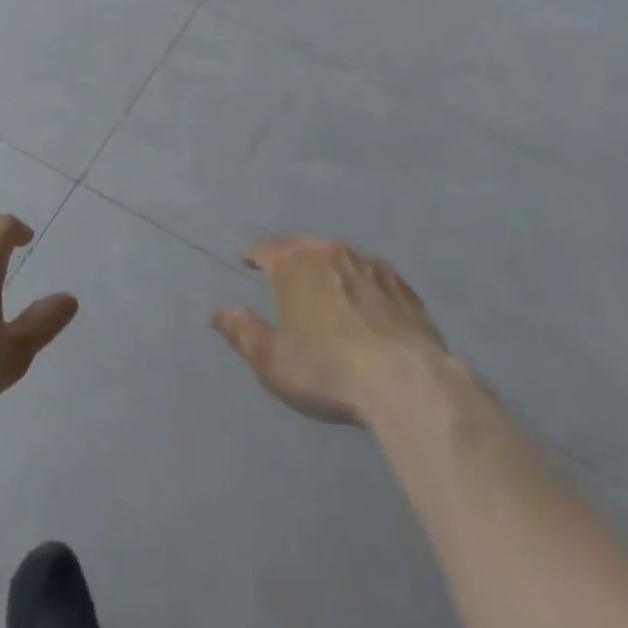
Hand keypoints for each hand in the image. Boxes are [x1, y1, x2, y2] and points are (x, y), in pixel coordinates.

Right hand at [213, 235, 450, 425]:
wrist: (407, 382)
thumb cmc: (328, 371)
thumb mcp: (273, 362)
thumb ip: (243, 333)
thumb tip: (219, 313)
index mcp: (293, 265)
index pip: (265, 248)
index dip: (253, 254)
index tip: (246, 259)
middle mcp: (329, 253)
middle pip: (302, 245)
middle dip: (287, 253)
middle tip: (281, 266)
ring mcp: (369, 265)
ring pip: (338, 255)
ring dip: (325, 264)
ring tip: (322, 279)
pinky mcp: (401, 285)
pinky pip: (371, 272)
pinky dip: (359, 279)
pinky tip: (364, 295)